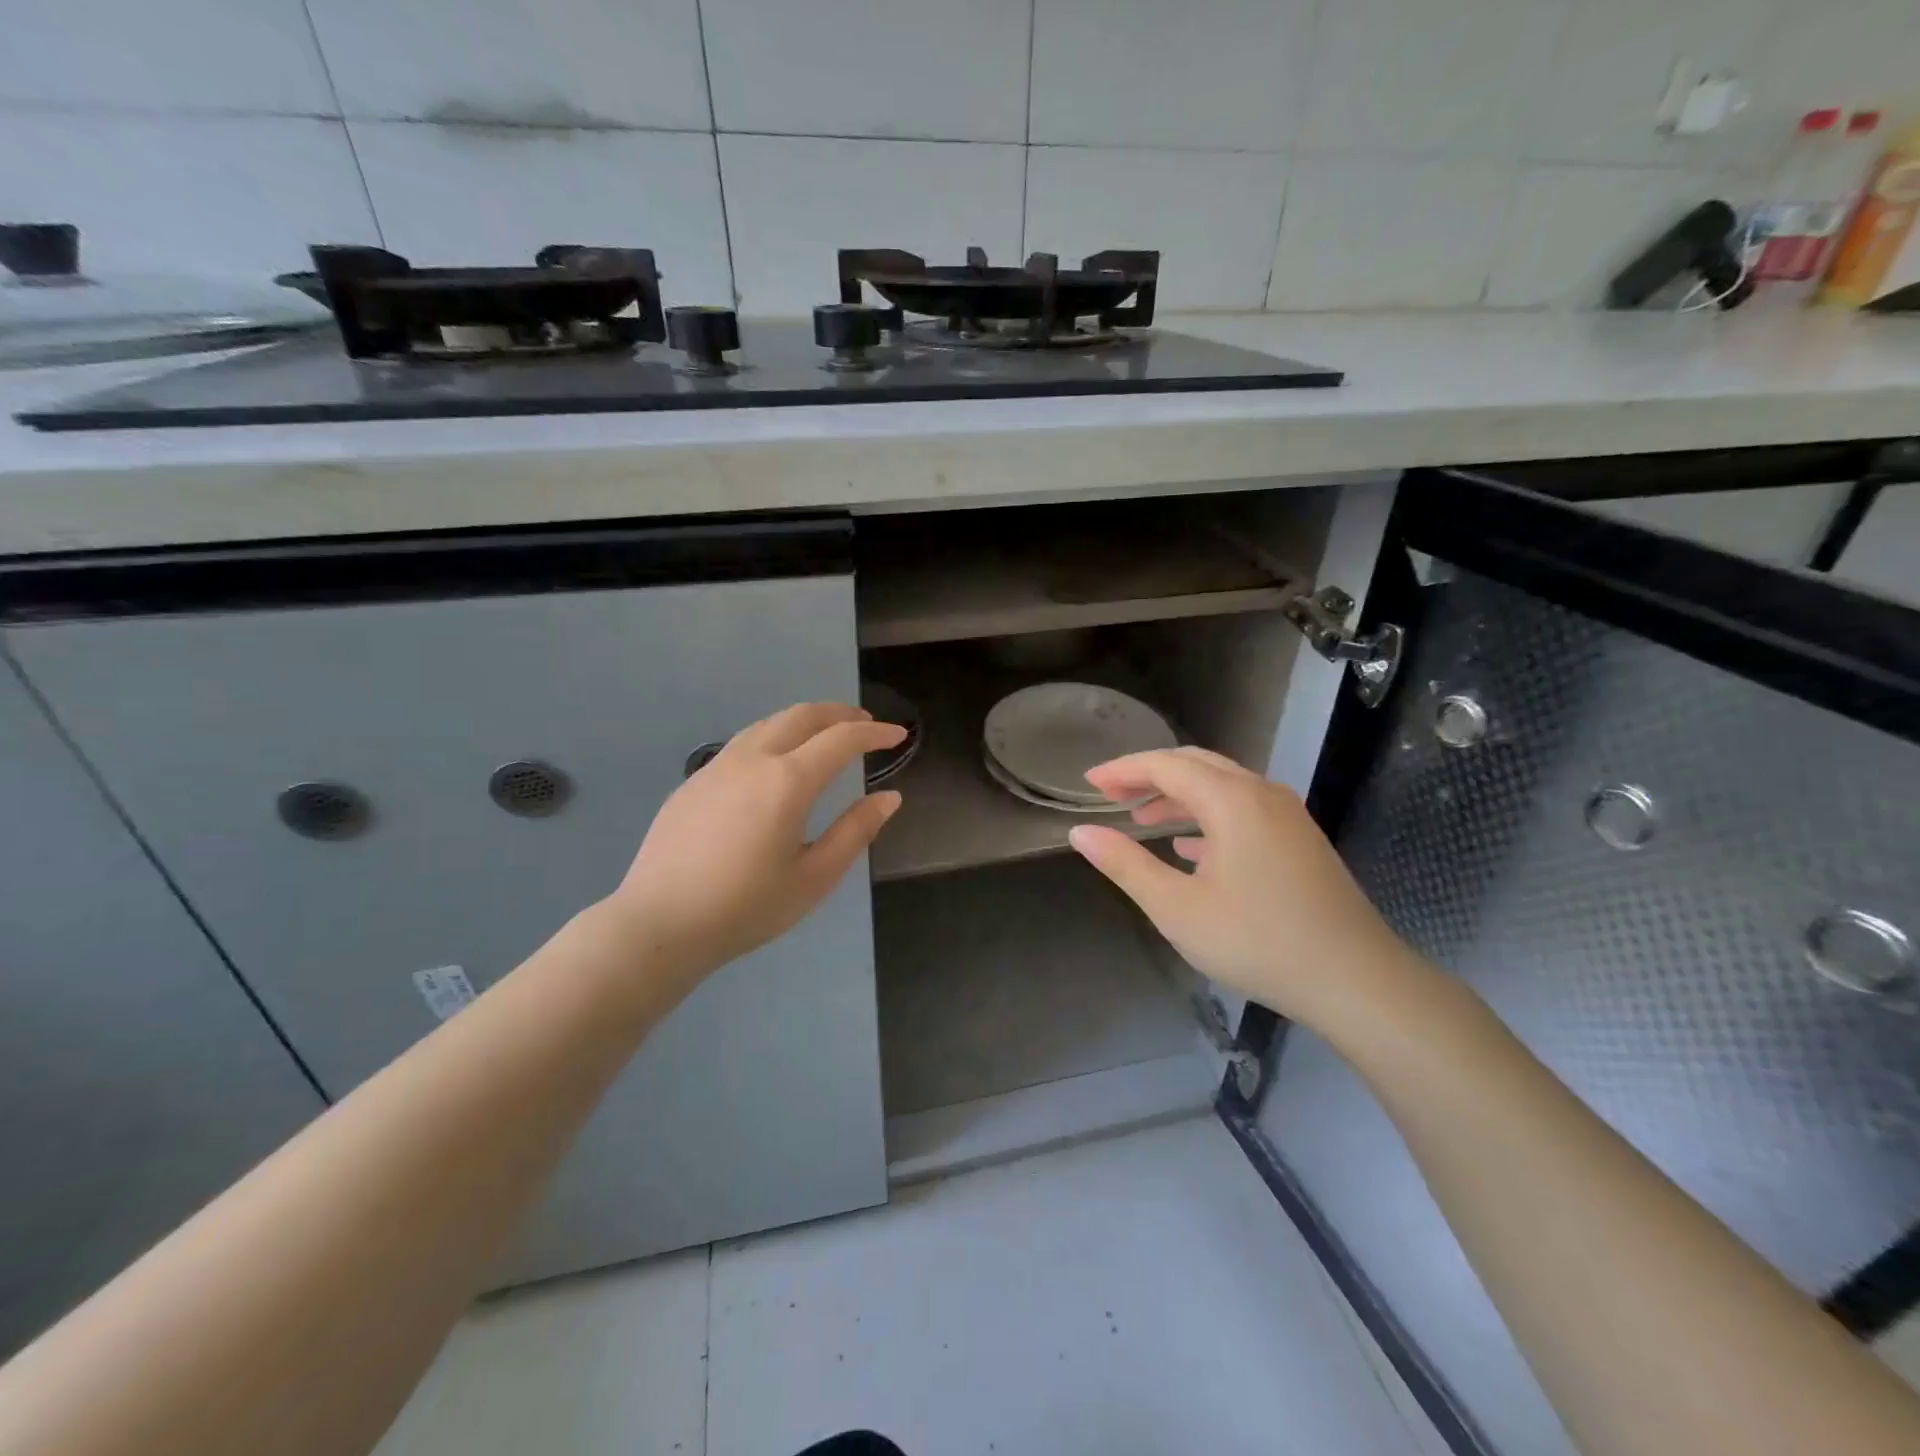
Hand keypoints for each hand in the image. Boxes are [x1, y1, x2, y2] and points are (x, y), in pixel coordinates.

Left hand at [599, 702, 904, 991]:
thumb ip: (856, 831)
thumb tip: (889, 797)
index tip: (897, 735)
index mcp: (788, 781)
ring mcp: (717, 767)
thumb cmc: (746, 908)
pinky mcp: (693, 782)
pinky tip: (775, 764)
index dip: (874, 734)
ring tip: (824, 735)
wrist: (659, 925)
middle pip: (802, 715)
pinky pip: (743, 743)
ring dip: (804, 720)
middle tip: (865, 724)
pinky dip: (774, 737)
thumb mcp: (814, 878)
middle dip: (839, 713)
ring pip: (768, 724)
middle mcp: (752, 760)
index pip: (841, 739)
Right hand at [1068, 747, 1430, 1039]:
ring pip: (1221, 786)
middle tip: (1111, 794)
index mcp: (1231, 800)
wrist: (1355, 980)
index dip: (1122, 770)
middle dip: (1148, 775)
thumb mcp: (1177, 908)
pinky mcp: (1299, 840)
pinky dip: (1208, 816)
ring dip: (1178, 796)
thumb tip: (1081, 832)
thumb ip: (1125, 864)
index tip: (1089, 784)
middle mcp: (1261, 793)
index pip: (1165, 765)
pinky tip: (1189, 848)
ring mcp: (1286, 815)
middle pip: (1195, 765)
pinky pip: (1243, 810)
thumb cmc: (1258, 941)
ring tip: (1142, 819)